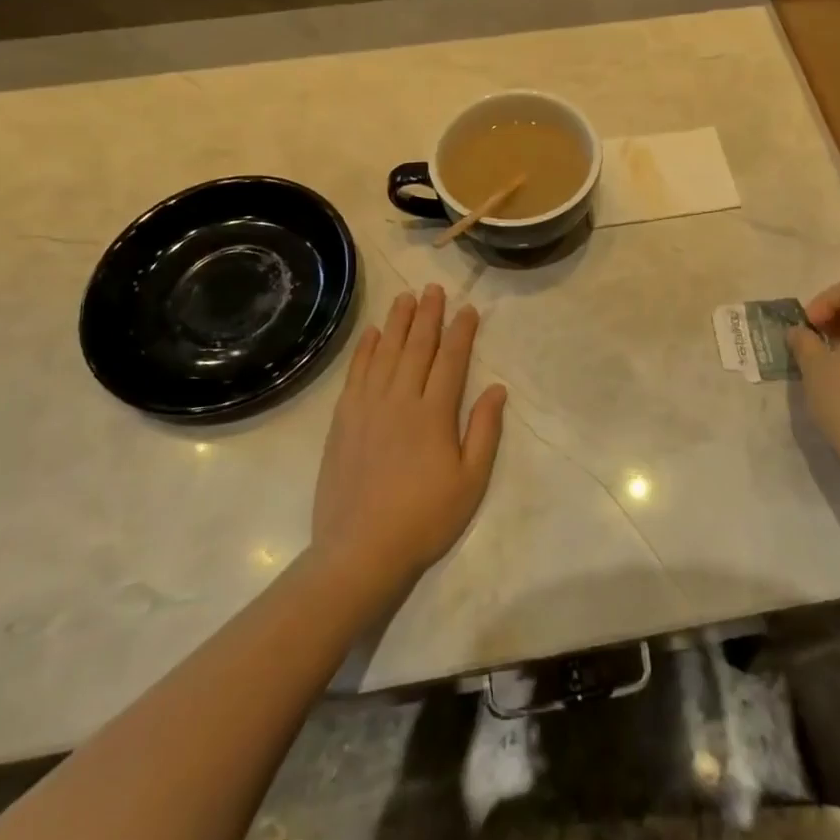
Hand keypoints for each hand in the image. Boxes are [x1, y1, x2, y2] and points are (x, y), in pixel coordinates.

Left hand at [311, 285, 507, 593]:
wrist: (360, 551)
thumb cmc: (424, 518)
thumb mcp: (470, 481)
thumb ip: (484, 431)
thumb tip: (496, 388)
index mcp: (434, 414)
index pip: (451, 360)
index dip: (461, 331)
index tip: (468, 309)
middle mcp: (400, 400)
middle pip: (416, 347)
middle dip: (428, 315)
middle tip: (433, 289)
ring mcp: (367, 408)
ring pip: (385, 353)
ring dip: (396, 323)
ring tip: (405, 298)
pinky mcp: (343, 421)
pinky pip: (355, 374)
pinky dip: (364, 350)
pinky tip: (371, 334)